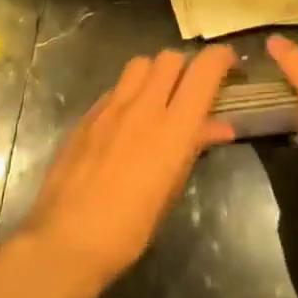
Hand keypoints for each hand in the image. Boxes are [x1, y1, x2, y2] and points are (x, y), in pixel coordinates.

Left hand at [18, 46, 236, 292]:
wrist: (67, 239)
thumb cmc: (130, 228)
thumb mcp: (172, 189)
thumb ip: (194, 148)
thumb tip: (219, 127)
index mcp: (173, 127)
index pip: (203, 70)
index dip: (221, 58)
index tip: (230, 66)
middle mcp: (143, 106)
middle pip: (170, 58)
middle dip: (187, 66)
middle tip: (193, 89)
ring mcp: (110, 108)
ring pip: (140, 65)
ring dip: (156, 73)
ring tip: (160, 99)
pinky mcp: (86, 116)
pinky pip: (116, 88)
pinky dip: (130, 92)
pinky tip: (128, 119)